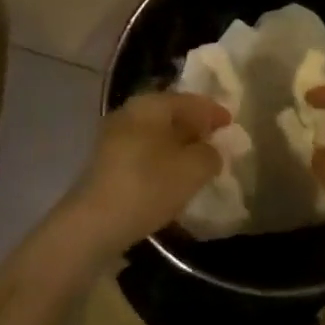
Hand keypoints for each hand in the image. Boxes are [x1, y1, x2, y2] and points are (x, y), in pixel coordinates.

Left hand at [60, 92, 229, 263]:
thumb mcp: (193, 169)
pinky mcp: (105, 162)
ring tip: (196, 162)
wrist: (93, 224)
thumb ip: (210, 154)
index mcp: (151, 104)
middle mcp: (129, 112)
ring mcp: (113, 137)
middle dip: (194, 127)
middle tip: (215, 141)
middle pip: (170, 114)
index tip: (231, 124)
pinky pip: (142, 151)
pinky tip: (170, 177)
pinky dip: (160, 158)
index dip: (213, 111)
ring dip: (177, 145)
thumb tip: (210, 150)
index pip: (190, 101)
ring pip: (155, 134)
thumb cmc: (148, 186)